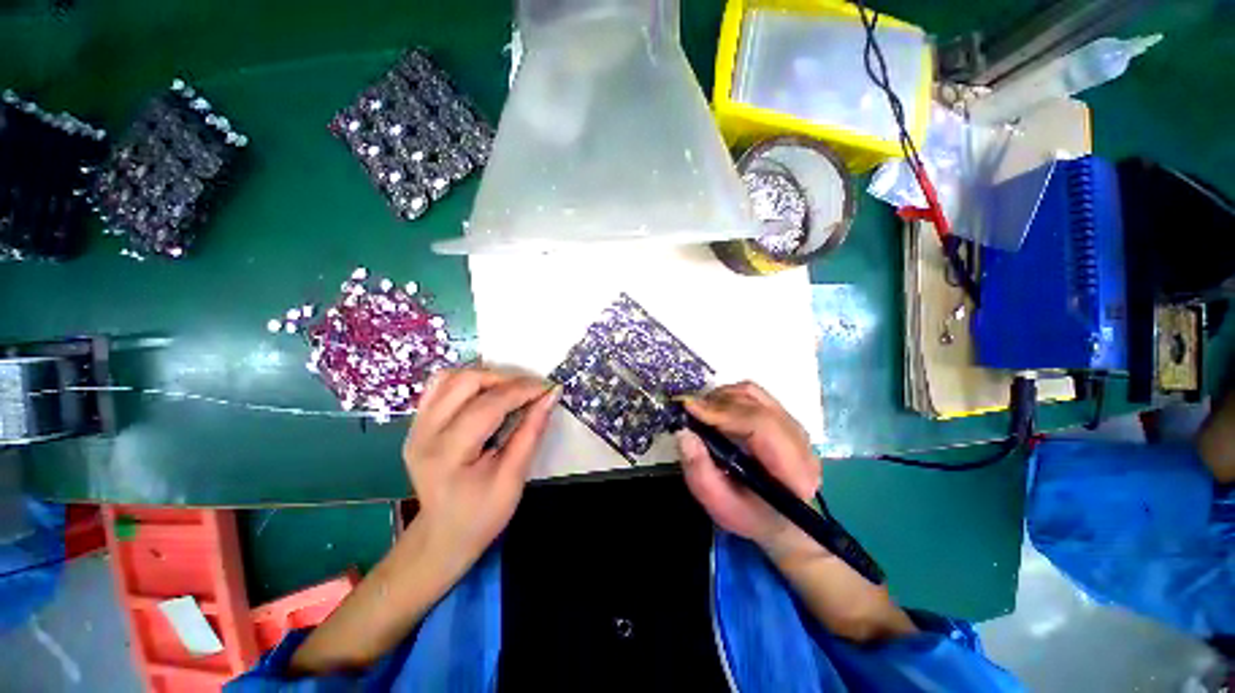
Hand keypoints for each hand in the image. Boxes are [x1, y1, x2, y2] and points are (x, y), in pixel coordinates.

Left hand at [403, 366, 559, 576]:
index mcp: (447, 454)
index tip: (548, 387)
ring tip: (510, 391)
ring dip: (486, 376)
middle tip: (530, 391)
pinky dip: (467, 381)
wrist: (442, 535)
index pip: (488, 405)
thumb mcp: (514, 478)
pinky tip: (486, 393)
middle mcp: (424, 433)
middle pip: (465, 382)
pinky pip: (440, 386)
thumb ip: (531, 432)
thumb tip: (551, 396)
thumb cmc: (482, 514)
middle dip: (505, 379)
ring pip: (450, 377)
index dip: (522, 390)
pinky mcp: (417, 423)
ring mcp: (416, 426)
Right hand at [677, 381, 820, 553]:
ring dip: (723, 397)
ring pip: (755, 394)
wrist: (782, 521)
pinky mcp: (785, 419)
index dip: (724, 412)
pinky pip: (755, 395)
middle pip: (757, 405)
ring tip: (702, 411)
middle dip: (718, 403)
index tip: (691, 409)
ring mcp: (795, 427)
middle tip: (690, 411)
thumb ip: (700, 472)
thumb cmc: (751, 516)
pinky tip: (717, 410)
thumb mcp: (720, 505)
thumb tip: (684, 433)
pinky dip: (730, 397)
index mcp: (793, 471)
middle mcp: (801, 444)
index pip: (761, 425)